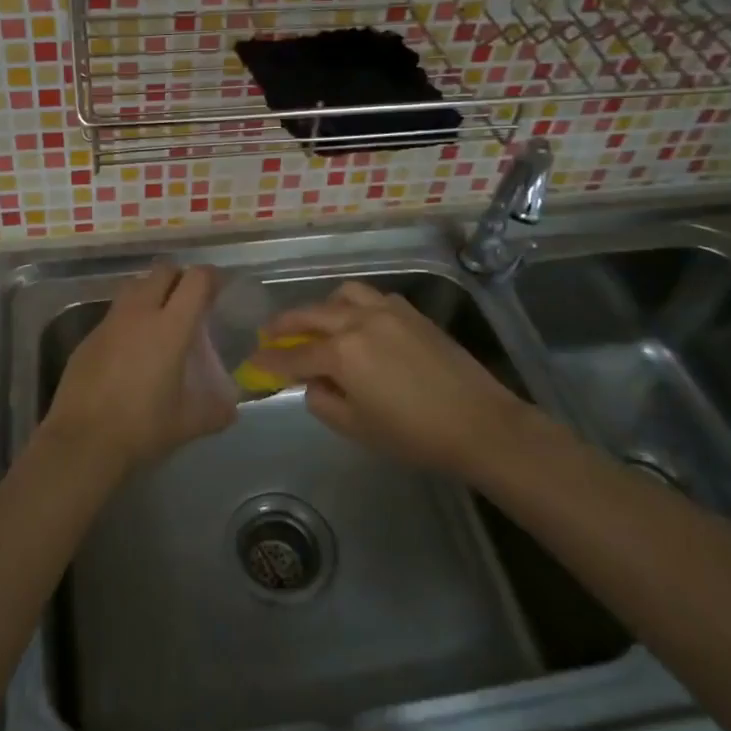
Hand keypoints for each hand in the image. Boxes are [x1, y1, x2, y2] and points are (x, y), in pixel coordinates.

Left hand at [41, 262, 234, 477]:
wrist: (82, 441)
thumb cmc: (142, 427)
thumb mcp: (188, 424)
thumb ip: (215, 411)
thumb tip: (230, 409)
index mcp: (170, 327)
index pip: (196, 280)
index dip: (211, 278)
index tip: (218, 289)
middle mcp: (139, 313)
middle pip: (163, 271)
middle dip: (180, 278)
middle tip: (189, 302)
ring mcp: (109, 322)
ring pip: (134, 286)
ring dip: (151, 291)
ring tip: (160, 318)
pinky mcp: (88, 337)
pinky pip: (114, 314)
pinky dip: (128, 319)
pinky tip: (130, 348)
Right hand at [255, 281, 535, 480]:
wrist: (479, 423)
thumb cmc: (413, 435)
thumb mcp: (357, 427)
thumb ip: (322, 401)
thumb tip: (312, 382)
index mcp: (342, 352)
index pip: (293, 355)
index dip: (269, 361)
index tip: (252, 362)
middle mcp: (358, 320)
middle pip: (311, 315)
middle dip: (285, 324)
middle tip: (269, 334)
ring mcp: (386, 310)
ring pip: (342, 295)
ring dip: (322, 307)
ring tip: (317, 323)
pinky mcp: (410, 311)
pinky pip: (371, 297)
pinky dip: (353, 305)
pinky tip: (358, 323)